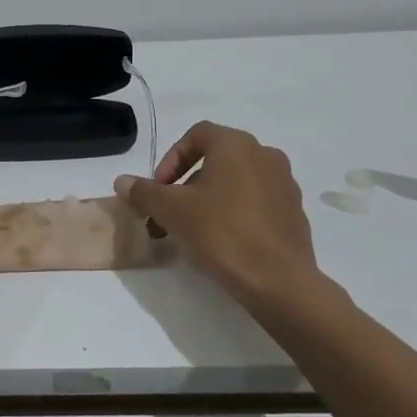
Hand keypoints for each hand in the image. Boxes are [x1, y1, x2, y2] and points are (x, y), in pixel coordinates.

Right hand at [115, 121, 328, 309]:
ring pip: (235, 183)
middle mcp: (265, 155)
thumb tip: (122, 181)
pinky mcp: (294, 212)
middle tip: (167, 214)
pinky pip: (255, 203)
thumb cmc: (221, 233)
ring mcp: (284, 184)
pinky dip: (233, 213)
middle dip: (185, 185)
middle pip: (215, 160)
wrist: (277, 280)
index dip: (170, 159)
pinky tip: (221, 242)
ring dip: (207, 200)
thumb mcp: (171, 210)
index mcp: (236, 145)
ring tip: (190, 231)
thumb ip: (144, 191)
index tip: (158, 189)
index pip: (196, 135)